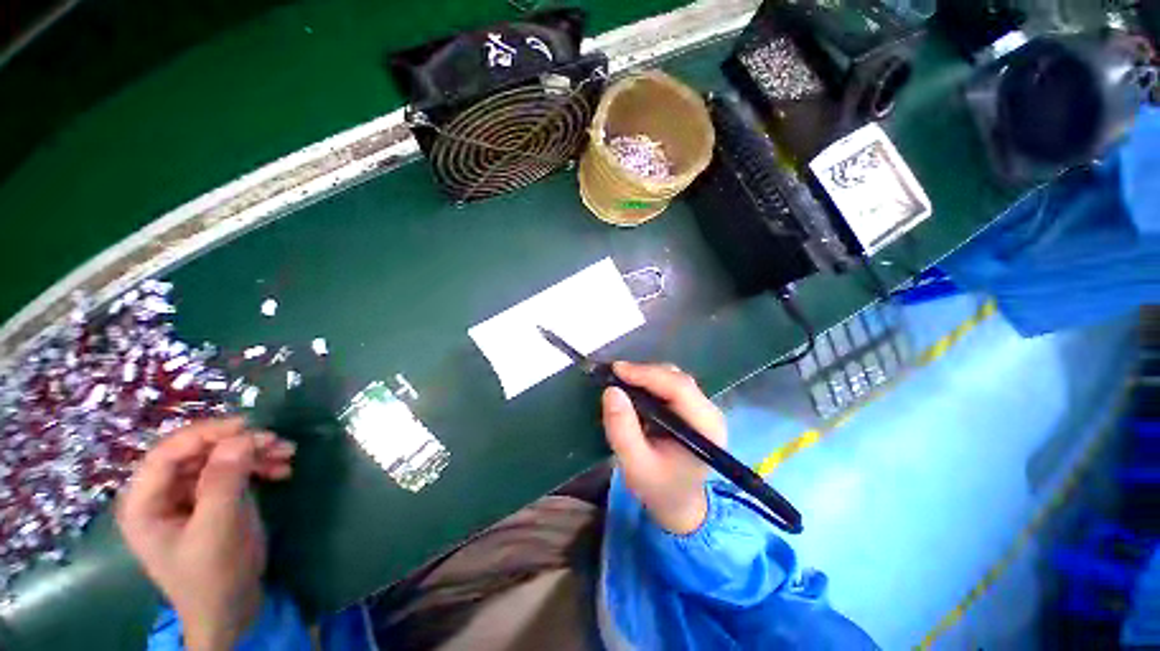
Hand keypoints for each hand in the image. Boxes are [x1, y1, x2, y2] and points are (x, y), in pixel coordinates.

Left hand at [115, 417, 295, 650]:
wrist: (230, 610)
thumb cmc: (213, 576)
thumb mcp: (217, 530)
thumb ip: (223, 482)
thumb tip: (241, 437)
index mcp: (144, 503)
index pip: (167, 453)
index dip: (205, 434)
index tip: (247, 425)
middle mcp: (161, 494)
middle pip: (196, 453)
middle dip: (238, 444)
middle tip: (277, 441)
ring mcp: (186, 497)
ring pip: (218, 459)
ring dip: (254, 453)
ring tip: (288, 454)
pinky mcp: (210, 501)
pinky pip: (232, 472)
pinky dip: (258, 466)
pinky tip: (282, 470)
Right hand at [602, 362, 726, 534]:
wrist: (678, 502)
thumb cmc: (659, 488)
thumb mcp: (635, 466)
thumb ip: (622, 431)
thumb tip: (611, 391)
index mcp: (705, 428)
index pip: (679, 388)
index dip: (647, 374)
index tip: (616, 370)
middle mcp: (709, 412)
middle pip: (677, 379)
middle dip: (643, 373)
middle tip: (614, 375)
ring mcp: (702, 408)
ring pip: (673, 378)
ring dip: (645, 376)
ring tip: (620, 381)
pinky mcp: (691, 407)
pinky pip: (669, 385)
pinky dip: (648, 382)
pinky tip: (632, 388)